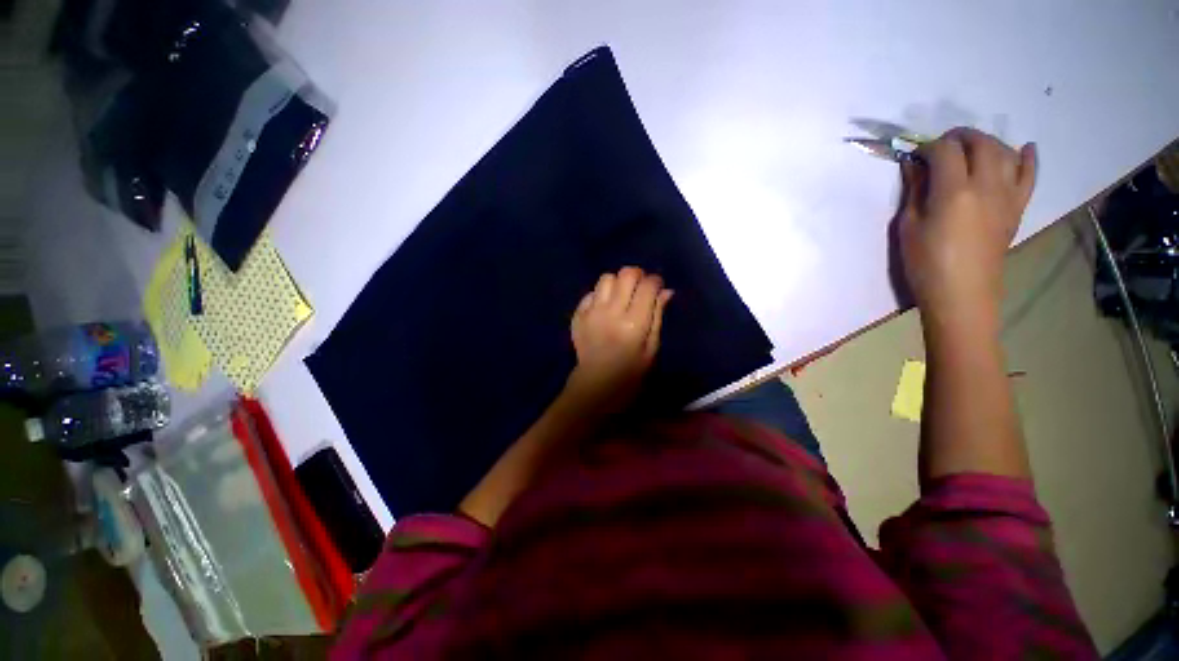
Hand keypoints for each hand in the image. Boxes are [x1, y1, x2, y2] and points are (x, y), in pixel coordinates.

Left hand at [566, 266, 672, 414]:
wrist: (595, 384)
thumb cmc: (630, 372)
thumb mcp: (651, 348)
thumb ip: (657, 316)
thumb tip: (666, 291)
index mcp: (634, 323)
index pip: (648, 286)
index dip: (656, 281)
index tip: (657, 287)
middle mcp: (611, 312)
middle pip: (626, 274)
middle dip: (638, 275)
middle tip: (640, 287)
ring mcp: (591, 312)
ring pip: (606, 278)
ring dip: (617, 282)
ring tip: (621, 295)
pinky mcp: (578, 315)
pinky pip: (591, 292)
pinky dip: (601, 295)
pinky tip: (605, 307)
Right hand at [898, 127, 1036, 325]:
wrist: (962, 292)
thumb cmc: (925, 262)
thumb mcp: (908, 226)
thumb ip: (914, 191)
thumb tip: (914, 166)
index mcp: (954, 192)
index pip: (945, 151)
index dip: (928, 147)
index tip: (916, 155)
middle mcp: (986, 186)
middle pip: (980, 144)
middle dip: (959, 137)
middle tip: (941, 145)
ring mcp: (1007, 195)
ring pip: (1005, 152)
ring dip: (987, 142)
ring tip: (970, 148)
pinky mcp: (1017, 207)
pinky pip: (1029, 175)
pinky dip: (1028, 158)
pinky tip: (1025, 148)